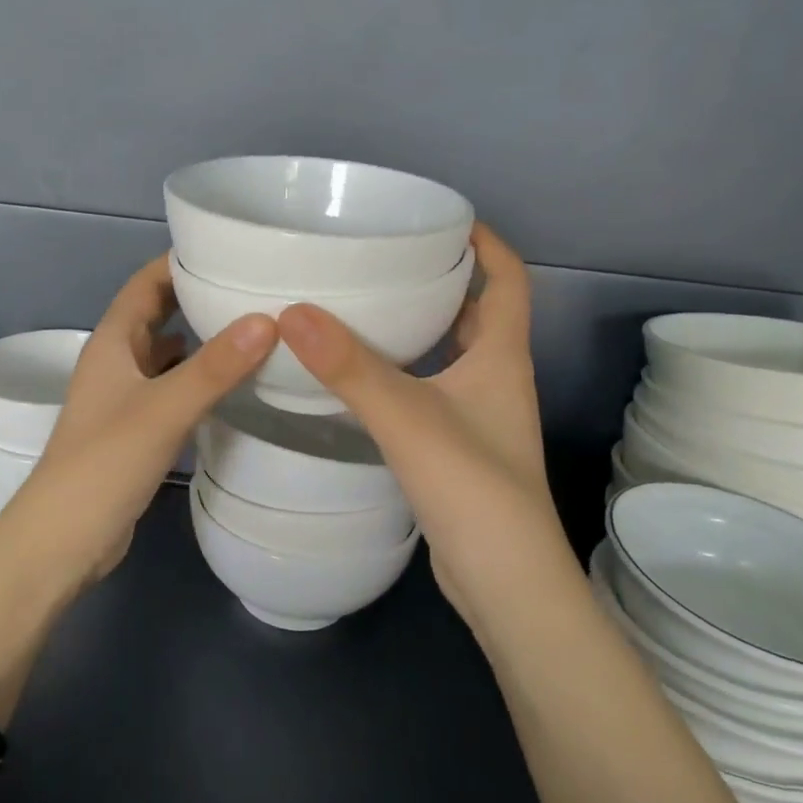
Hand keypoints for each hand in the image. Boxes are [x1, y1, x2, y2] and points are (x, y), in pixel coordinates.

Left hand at [0, 256, 276, 588]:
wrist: (61, 541)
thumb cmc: (103, 464)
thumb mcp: (163, 410)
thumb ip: (214, 367)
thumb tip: (268, 319)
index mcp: (113, 343)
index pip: (146, 283)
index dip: (179, 260)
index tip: (229, 247)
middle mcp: (116, 362)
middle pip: (157, 313)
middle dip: (196, 295)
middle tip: (251, 285)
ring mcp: (124, 398)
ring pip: (166, 353)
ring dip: (200, 337)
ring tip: (252, 327)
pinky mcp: (135, 430)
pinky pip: (171, 388)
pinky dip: (198, 377)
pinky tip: (230, 383)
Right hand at [278, 226, 567, 632]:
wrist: (505, 584)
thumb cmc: (473, 489)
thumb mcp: (409, 419)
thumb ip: (351, 368)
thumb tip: (292, 312)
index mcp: (502, 358)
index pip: (509, 280)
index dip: (486, 243)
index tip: (444, 218)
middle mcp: (497, 380)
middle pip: (479, 313)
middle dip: (443, 279)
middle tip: (388, 258)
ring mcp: (481, 417)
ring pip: (453, 354)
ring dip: (422, 327)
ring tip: (366, 307)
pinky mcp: (460, 448)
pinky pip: (433, 389)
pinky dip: (407, 371)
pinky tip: (363, 377)